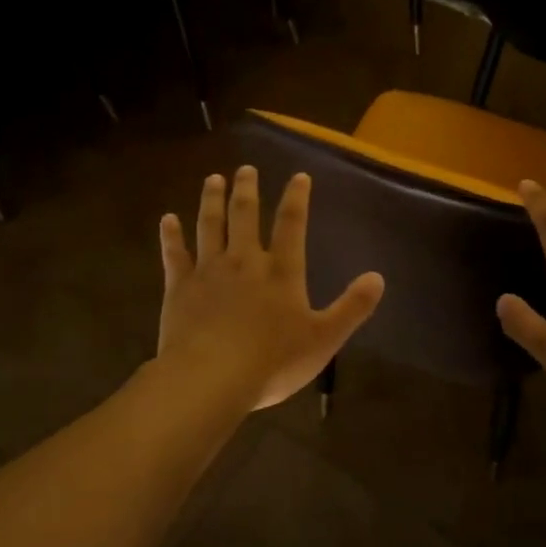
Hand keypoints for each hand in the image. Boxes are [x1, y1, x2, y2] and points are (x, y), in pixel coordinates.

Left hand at [158, 167, 384, 409]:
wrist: (210, 378)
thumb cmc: (272, 360)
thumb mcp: (324, 338)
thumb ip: (352, 307)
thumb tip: (378, 278)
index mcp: (281, 270)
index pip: (292, 224)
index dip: (296, 198)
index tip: (298, 176)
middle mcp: (244, 261)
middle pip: (245, 215)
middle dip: (247, 189)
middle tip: (246, 168)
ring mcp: (209, 271)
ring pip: (210, 226)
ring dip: (212, 200)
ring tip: (213, 179)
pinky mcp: (179, 287)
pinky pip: (174, 254)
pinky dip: (171, 235)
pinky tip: (167, 219)